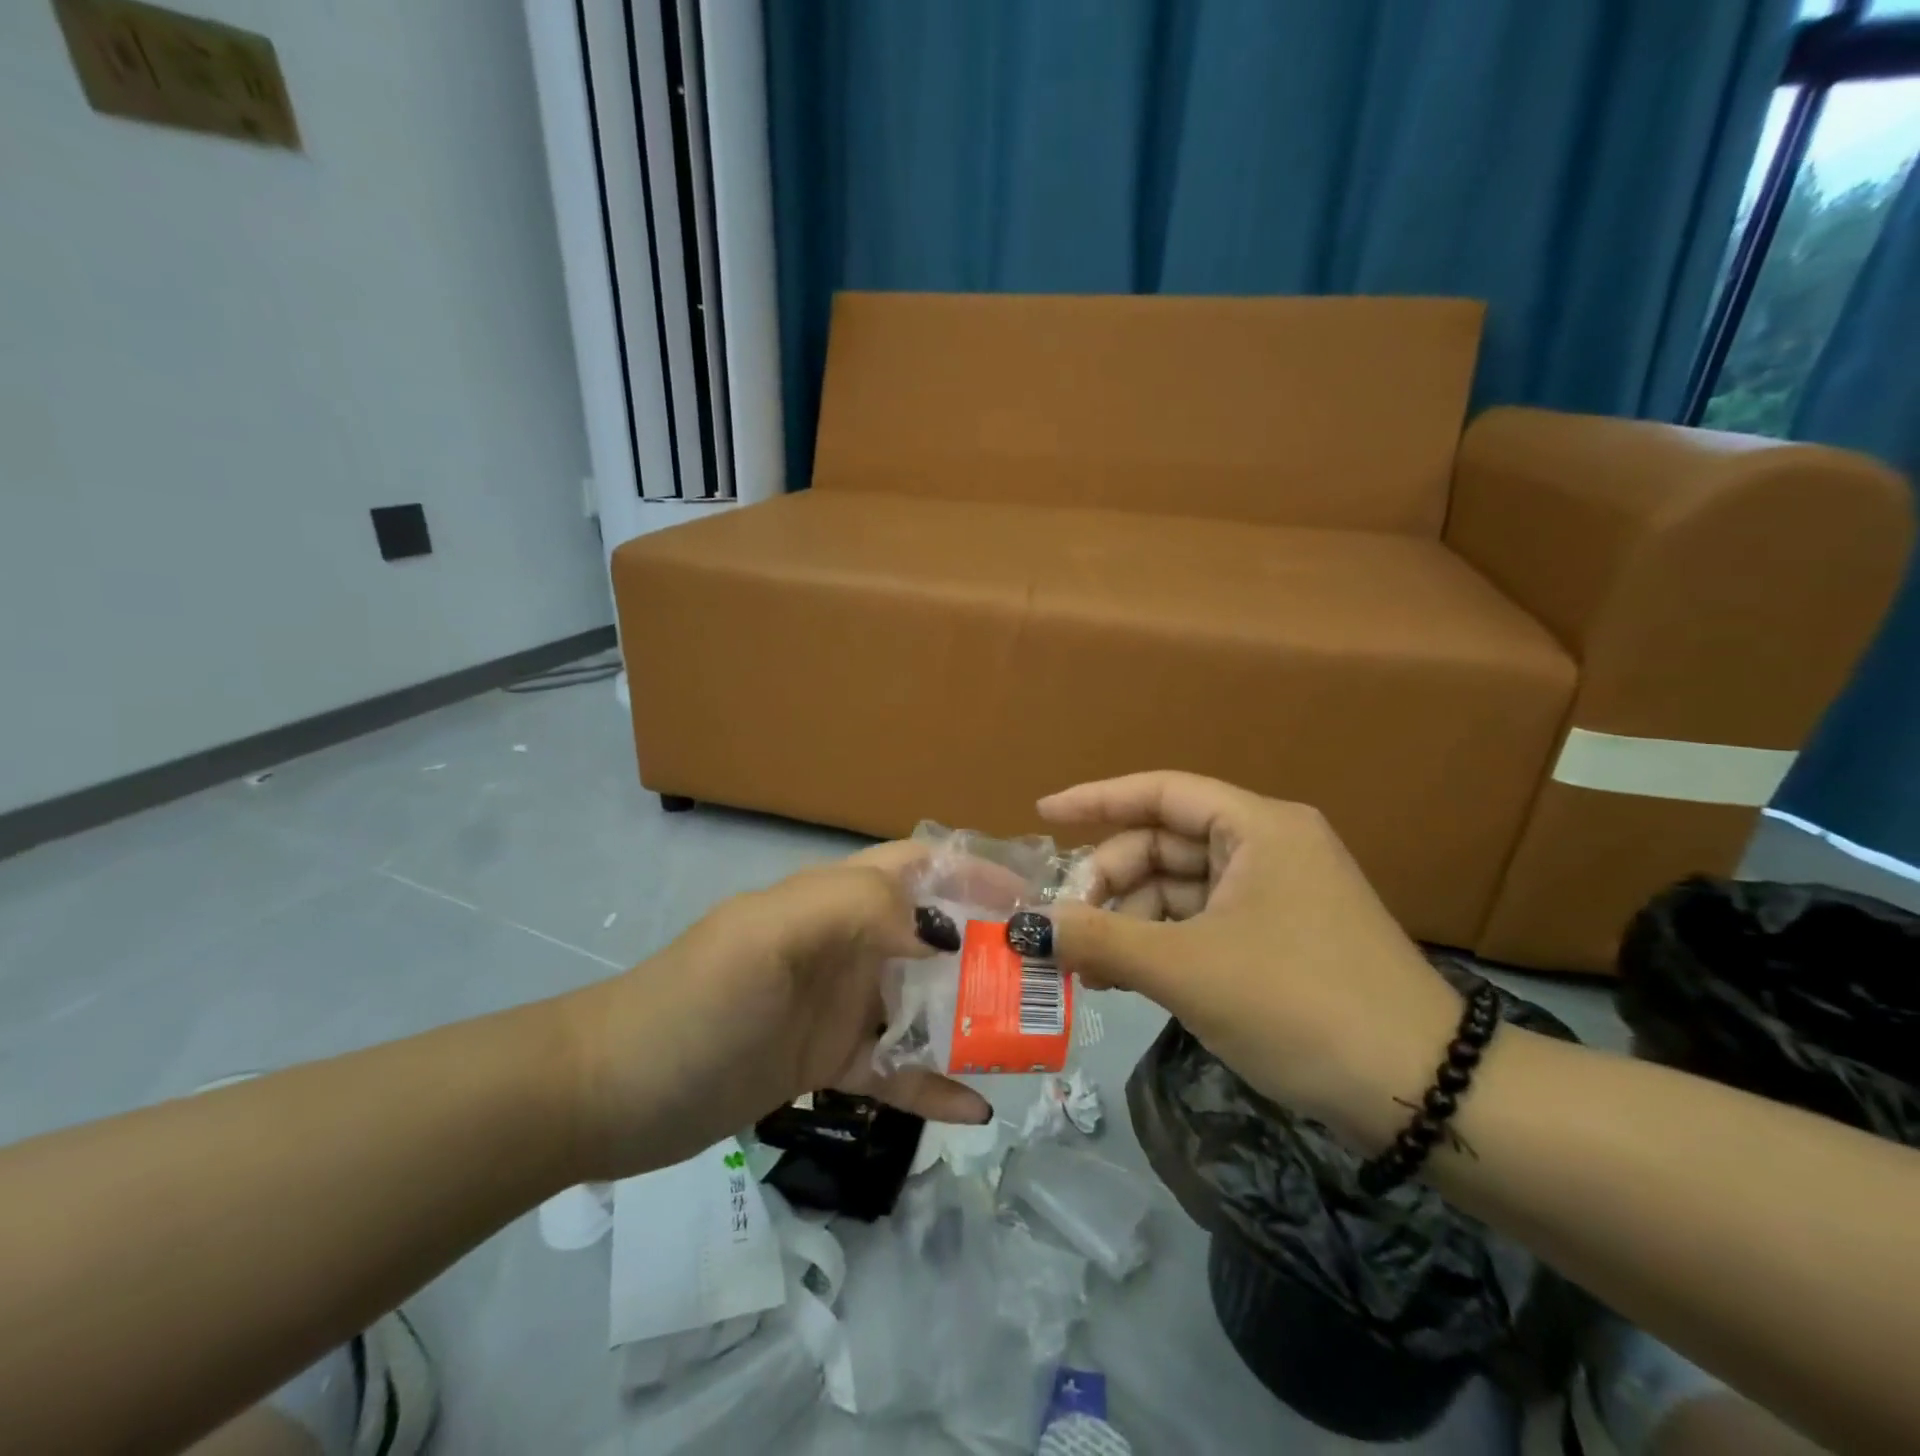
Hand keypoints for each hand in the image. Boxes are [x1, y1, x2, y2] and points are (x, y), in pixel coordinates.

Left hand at [558, 843, 991, 1178]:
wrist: (608, 1095)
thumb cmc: (693, 1003)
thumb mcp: (770, 936)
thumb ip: (857, 908)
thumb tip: (945, 929)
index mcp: (834, 901)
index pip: (919, 868)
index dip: (975, 874)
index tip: (1032, 902)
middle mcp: (846, 945)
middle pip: (934, 938)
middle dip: (990, 953)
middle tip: (1050, 985)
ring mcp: (839, 1006)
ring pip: (923, 1005)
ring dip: (972, 1021)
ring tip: (1030, 1048)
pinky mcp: (827, 1062)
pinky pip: (894, 1070)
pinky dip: (933, 1085)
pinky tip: (975, 1110)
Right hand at [1033, 771, 1461, 1149]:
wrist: (1423, 1096)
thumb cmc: (1299, 1005)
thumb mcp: (1187, 969)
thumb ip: (1101, 939)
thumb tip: (1027, 926)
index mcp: (1257, 827)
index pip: (1161, 792)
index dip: (1096, 799)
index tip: (1043, 814)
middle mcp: (1268, 847)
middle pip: (1165, 845)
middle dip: (1110, 883)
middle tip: (1064, 927)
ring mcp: (1276, 895)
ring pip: (1179, 890)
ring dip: (1130, 922)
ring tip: (1085, 967)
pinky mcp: (1279, 940)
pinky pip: (1200, 925)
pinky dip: (1159, 945)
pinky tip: (1121, 978)